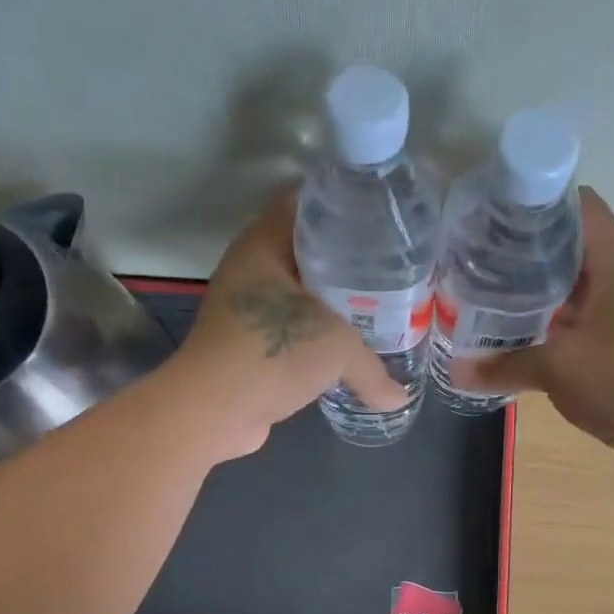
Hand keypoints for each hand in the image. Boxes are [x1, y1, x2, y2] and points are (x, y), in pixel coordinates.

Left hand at [172, 188, 404, 458]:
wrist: (214, 411)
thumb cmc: (272, 355)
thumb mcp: (336, 350)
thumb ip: (374, 370)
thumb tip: (400, 397)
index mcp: (264, 244)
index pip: (306, 202)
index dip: (344, 203)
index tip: (382, 217)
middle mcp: (252, 269)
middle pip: (307, 249)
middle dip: (348, 258)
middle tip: (392, 267)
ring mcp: (247, 309)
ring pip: (300, 293)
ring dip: (334, 303)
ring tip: (379, 308)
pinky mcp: (250, 346)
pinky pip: (293, 329)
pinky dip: (318, 336)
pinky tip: (349, 348)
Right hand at [452, 188, 613, 474]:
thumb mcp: (555, 369)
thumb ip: (504, 365)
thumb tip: (456, 372)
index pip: (579, 206)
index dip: (537, 205)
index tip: (495, 219)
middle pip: (574, 244)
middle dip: (528, 252)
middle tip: (482, 262)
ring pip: (578, 283)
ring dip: (540, 289)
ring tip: (494, 296)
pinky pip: (585, 315)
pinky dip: (555, 319)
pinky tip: (524, 335)